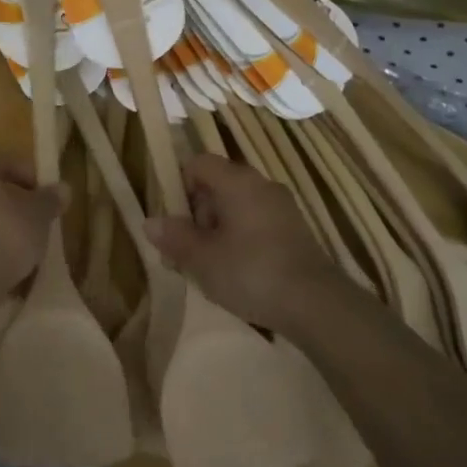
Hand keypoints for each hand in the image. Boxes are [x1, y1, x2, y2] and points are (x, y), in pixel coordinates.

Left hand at [0, 157, 61, 293]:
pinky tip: (3, 271)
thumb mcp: (39, 215)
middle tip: (35, 222)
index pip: (3, 162)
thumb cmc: (5, 233)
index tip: (46, 195)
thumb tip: (63, 188)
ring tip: (22, 252)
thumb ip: (50, 200)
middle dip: (12, 206)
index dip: (29, 175)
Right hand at [145, 154, 341, 331]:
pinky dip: (239, 239)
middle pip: (217, 185)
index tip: (173, 220)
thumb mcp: (202, 258)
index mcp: (237, 182)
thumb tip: (150, 222)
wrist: (316, 304)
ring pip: (236, 207)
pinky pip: (255, 223)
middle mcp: (261, 185)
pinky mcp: (294, 231)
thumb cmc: (250, 272)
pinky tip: (235, 272)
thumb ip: (175, 237)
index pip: (199, 163)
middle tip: (184, 251)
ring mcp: (281, 207)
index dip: (179, 185)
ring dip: (216, 231)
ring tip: (207, 268)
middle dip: (195, 214)